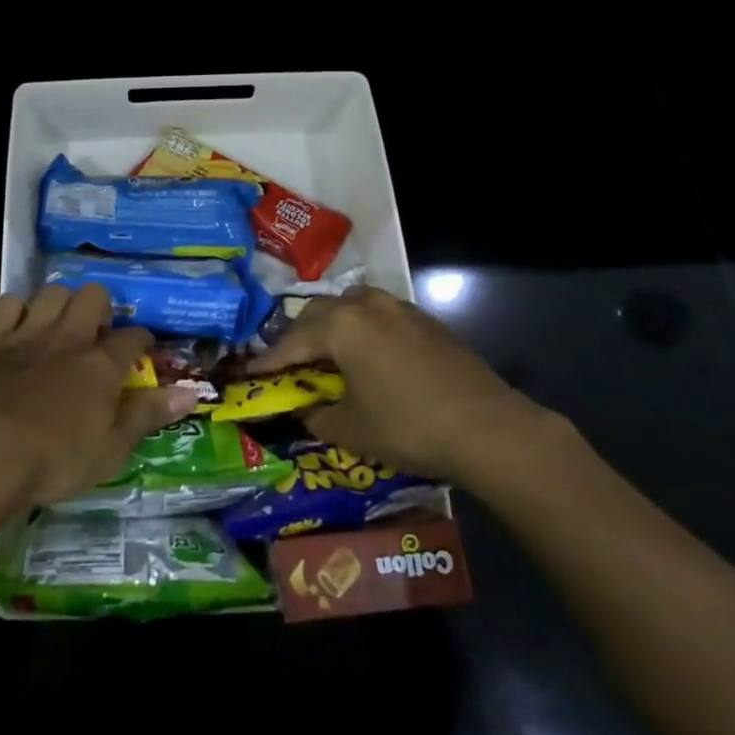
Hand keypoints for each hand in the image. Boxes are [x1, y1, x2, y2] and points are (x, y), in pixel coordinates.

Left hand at [0, 283, 197, 508]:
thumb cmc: (53, 460)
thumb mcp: (111, 450)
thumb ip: (148, 416)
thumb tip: (192, 393)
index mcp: (101, 365)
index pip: (133, 338)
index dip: (142, 341)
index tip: (142, 351)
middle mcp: (68, 338)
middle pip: (94, 296)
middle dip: (101, 307)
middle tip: (97, 335)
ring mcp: (27, 334)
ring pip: (52, 292)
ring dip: (60, 303)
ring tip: (60, 326)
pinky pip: (8, 304)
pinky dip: (17, 311)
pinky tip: (18, 329)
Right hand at [247, 285, 542, 483]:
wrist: (487, 427)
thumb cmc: (408, 427)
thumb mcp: (351, 430)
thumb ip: (317, 415)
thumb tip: (303, 410)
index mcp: (340, 326)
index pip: (291, 341)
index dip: (268, 360)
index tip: (248, 373)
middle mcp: (366, 306)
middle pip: (319, 313)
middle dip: (298, 336)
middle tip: (288, 363)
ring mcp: (399, 308)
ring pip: (352, 304)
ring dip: (333, 324)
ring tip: (328, 352)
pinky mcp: (426, 321)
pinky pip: (380, 314)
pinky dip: (363, 328)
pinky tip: (370, 354)